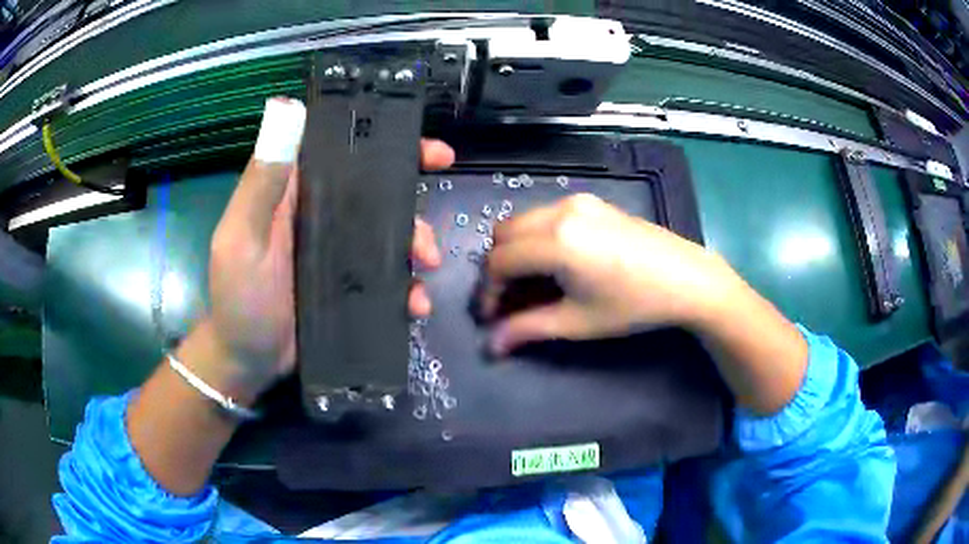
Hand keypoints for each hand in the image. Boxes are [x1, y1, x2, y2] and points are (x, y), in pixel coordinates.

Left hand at [205, 97, 453, 395]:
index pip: (340, 151)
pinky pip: (389, 277)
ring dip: (417, 242)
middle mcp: (320, 215)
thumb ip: (262, 183)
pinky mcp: (351, 285)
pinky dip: (409, 287)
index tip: (424, 146)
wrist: (250, 362)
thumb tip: (286, 110)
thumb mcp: (241, 239)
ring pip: (389, 233)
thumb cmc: (239, 299)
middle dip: (412, 190)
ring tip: (427, 265)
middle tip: (443, 183)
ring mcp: (339, 252)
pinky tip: (416, 304)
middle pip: (375, 190)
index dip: (382, 140)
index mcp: (295, 193)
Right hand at [482, 194, 737, 354]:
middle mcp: (559, 211)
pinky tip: (556, 263)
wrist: (686, 278)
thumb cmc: (633, 305)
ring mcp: (577, 201)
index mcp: (555, 241)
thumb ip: (528, 329)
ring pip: (523, 221)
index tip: (493, 317)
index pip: (499, 262)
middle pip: (503, 235)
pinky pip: (546, 215)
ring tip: (532, 283)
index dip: (489, 292)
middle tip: (510, 300)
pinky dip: (537, 237)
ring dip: (516, 251)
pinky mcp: (592, 202)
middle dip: (498, 268)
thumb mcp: (577, 322)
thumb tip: (492, 346)